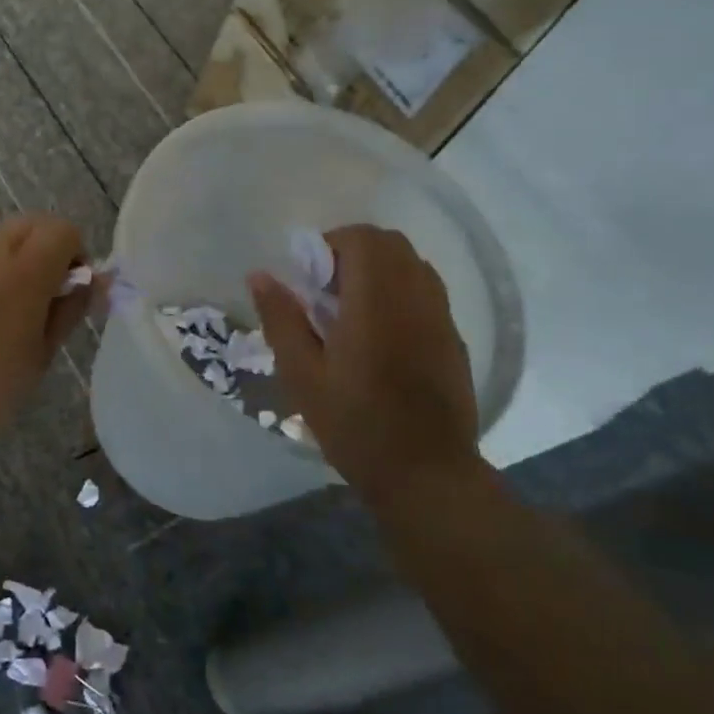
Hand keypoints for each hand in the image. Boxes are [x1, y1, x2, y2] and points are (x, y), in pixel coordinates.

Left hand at [0, 215, 91, 448]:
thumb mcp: (42, 354)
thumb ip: (70, 309)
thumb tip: (92, 282)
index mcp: (25, 270)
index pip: (63, 230)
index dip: (75, 253)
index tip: (71, 290)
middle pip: (29, 223)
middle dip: (45, 247)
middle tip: (44, 294)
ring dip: (12, 259)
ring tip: (5, 308)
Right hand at [249, 225, 480, 506]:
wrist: (427, 475)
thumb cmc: (355, 425)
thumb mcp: (302, 375)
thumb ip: (281, 319)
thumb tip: (259, 275)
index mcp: (375, 303)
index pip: (362, 238)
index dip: (331, 244)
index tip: (309, 277)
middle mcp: (415, 299)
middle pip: (391, 243)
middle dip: (354, 252)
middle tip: (327, 290)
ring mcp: (441, 318)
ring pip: (413, 264)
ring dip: (380, 270)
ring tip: (352, 309)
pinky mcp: (453, 340)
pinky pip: (427, 291)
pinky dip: (401, 291)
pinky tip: (381, 334)